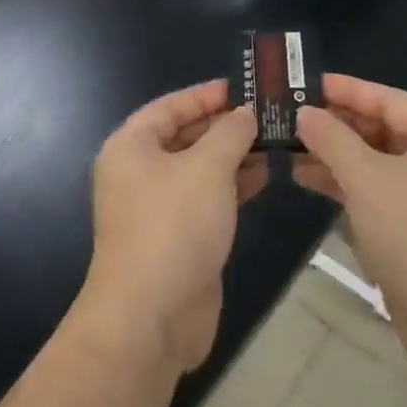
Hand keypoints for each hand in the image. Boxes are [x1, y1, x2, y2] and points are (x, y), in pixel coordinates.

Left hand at [75, 82, 265, 373]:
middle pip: (185, 136)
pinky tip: (263, 177)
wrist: (151, 318)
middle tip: (269, 115)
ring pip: (199, 169)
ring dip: (233, 156)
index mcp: (131, 146)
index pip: (171, 106)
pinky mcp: (177, 237)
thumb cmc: (174, 226)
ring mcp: (157, 207)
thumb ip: (230, 134)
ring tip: (275, 143)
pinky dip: (231, 186)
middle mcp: (139, 172)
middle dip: (225, 126)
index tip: (245, 88)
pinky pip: (206, 198)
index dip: (207, 95)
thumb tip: (244, 114)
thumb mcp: (207, 168)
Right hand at [294, 75, 406, 370]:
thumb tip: (304, 113)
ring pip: (372, 160)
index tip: (307, 82)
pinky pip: (371, 189)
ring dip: (334, 153)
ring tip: (289, 145)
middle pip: (380, 128)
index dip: (348, 89)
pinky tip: (305, 178)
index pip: (389, 99)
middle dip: (336, 122)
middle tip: (291, 114)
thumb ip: (332, 140)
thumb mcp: (367, 179)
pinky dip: (341, 182)